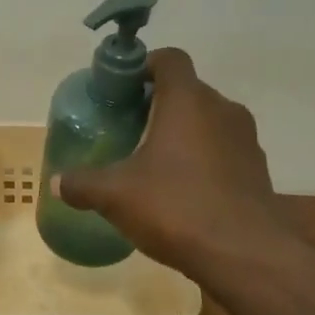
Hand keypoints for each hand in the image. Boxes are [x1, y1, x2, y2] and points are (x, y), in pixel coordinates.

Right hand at [57, 49, 278, 277]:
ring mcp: (246, 140)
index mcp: (188, 100)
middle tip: (130, 129)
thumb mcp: (115, 196)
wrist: (245, 256)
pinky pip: (224, 151)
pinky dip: (204, 160)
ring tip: (155, 163)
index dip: (144, 66)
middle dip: (158, 104)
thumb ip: (82, 184)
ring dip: (183, 133)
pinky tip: (183, 191)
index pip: (169, 59)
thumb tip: (56, 182)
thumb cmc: (176, 207)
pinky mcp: (258, 170)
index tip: (122, 90)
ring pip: (209, 121)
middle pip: (188, 90)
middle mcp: (222, 109)